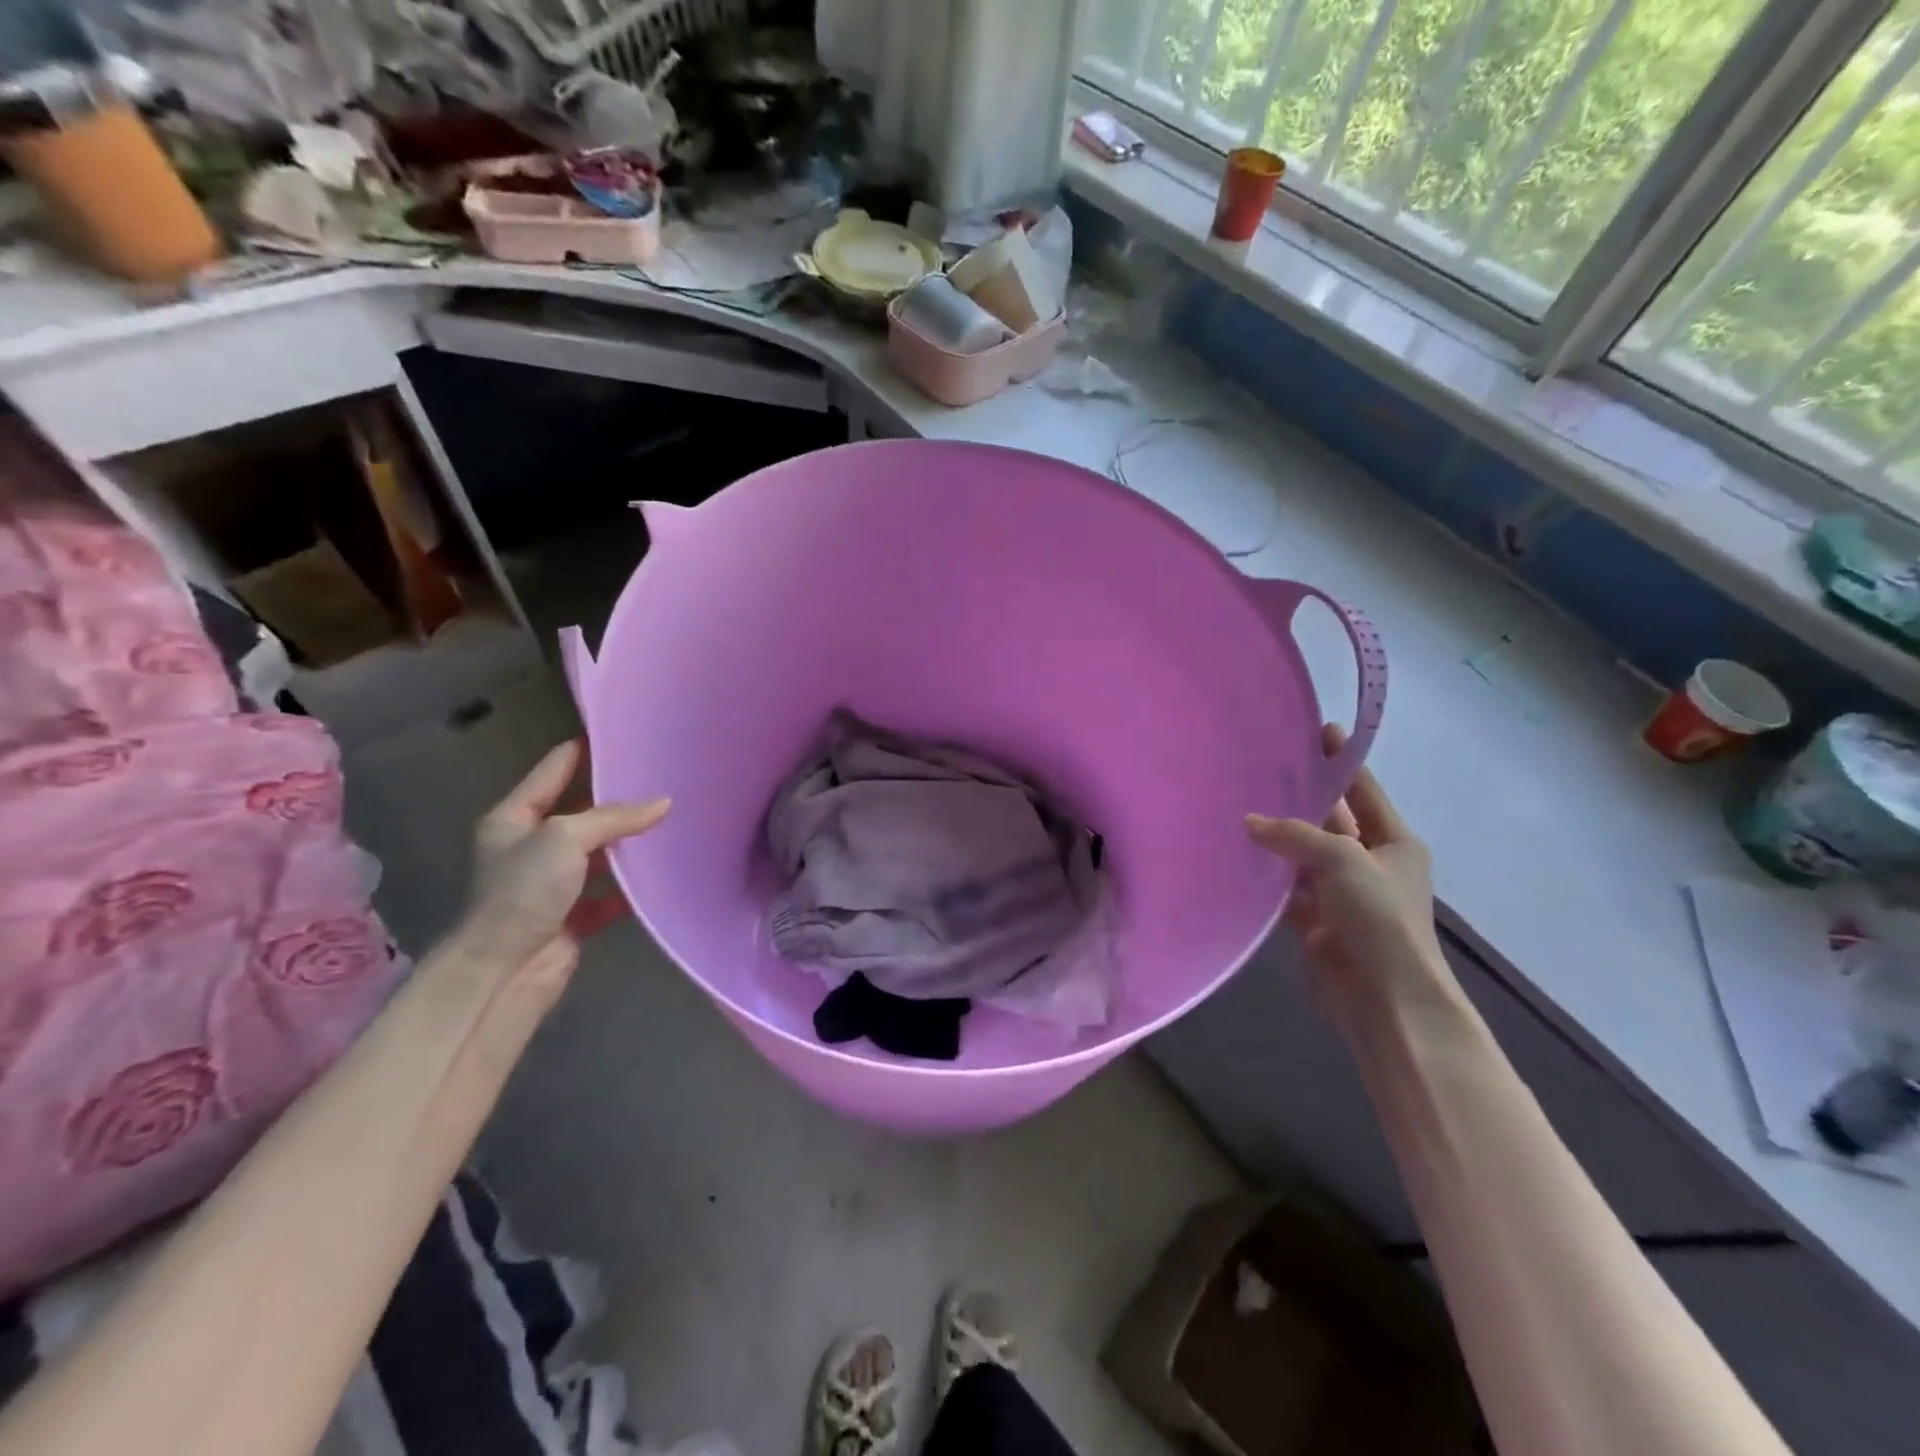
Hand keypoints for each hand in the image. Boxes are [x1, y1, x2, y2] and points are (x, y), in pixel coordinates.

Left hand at [460, 739, 669, 992]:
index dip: (588, 748)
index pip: (556, 768)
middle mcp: (531, 845)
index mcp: (515, 817)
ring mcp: (553, 882)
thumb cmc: (524, 892)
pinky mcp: (574, 914)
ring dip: (630, 840)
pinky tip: (665, 870)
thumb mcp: (565, 837)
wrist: (505, 972)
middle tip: (663, 774)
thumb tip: (663, 802)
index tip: (627, 733)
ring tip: (674, 816)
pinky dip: (634, 884)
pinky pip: (611, 891)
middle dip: (619, 795)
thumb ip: (614, 817)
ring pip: (600, 851)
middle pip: (582, 809)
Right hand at [1246, 724, 1452, 1021]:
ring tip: (1239, 805)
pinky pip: (1287, 889)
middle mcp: (1369, 864)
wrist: (1385, 997)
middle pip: (1332, 821)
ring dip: (1279, 838)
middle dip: (1303, 799)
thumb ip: (1295, 835)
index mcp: (1394, 843)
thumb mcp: (1343, 860)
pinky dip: (1268, 876)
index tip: (1319, 730)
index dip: (1342, 763)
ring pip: (1304, 855)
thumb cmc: (1379, 918)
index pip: (1364, 792)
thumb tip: (1250, 823)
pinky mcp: (1316, 922)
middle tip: (1264, 768)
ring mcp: (1341, 894)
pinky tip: (1239, 856)